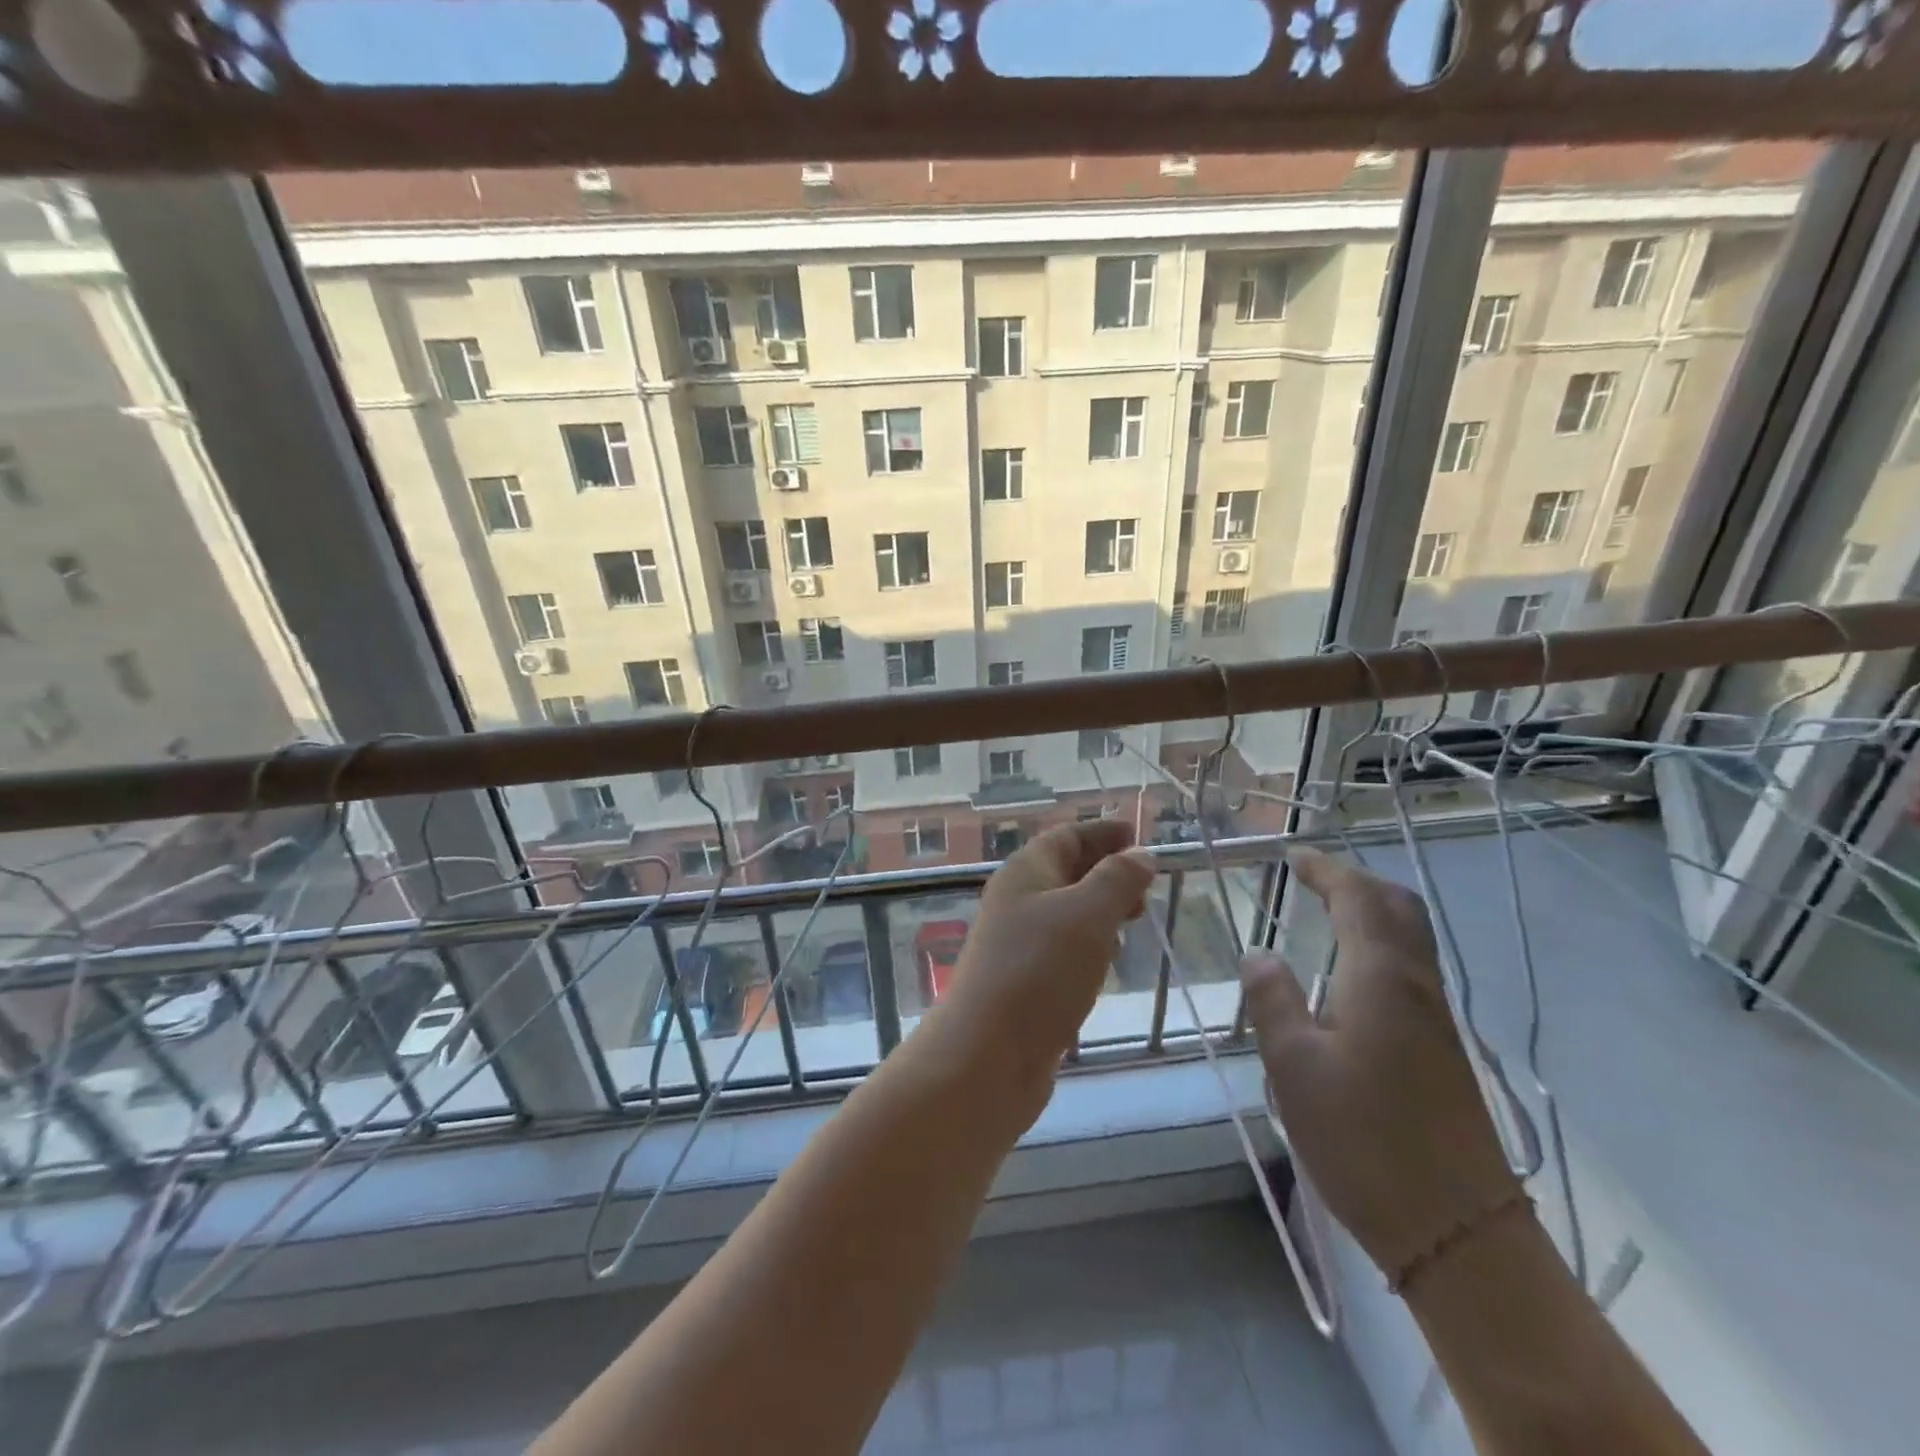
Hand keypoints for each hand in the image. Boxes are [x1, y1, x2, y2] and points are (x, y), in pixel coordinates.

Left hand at [929, 822, 1154, 1086]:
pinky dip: (1089, 945)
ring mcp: (1018, 945)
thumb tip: (1140, 855)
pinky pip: (1062, 950)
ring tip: (1135, 916)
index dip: (1101, 832)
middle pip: (1065, 872)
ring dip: (1099, 909)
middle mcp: (1017, 902)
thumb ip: (1117, 881)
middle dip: (1105, 871)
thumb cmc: (1040, 971)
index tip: (1137, 833)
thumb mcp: (1088, 915)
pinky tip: (1107, 961)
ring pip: (1065, 913)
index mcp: (1025, 873)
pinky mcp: (1025, 983)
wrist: (987, 1056)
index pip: (1066, 836)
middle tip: (1147, 883)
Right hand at [1240, 845, 1522, 1279]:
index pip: (1357, 898)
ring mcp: (1435, 1018)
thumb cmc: (1363, 1140)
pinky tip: (1349, 974)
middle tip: (1311, 878)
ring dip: (1370, 910)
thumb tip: (1258, 953)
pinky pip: (1409, 968)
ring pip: (1409, 937)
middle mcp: (1415, 985)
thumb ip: (1272, 1000)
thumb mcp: (1294, 1066)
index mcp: (1380, 978)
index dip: (1325, 870)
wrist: (1457, 1230)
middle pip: (1397, 907)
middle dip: (1355, 881)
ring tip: (1326, 913)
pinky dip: (1378, 944)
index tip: (1291, 855)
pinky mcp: (1441, 1048)